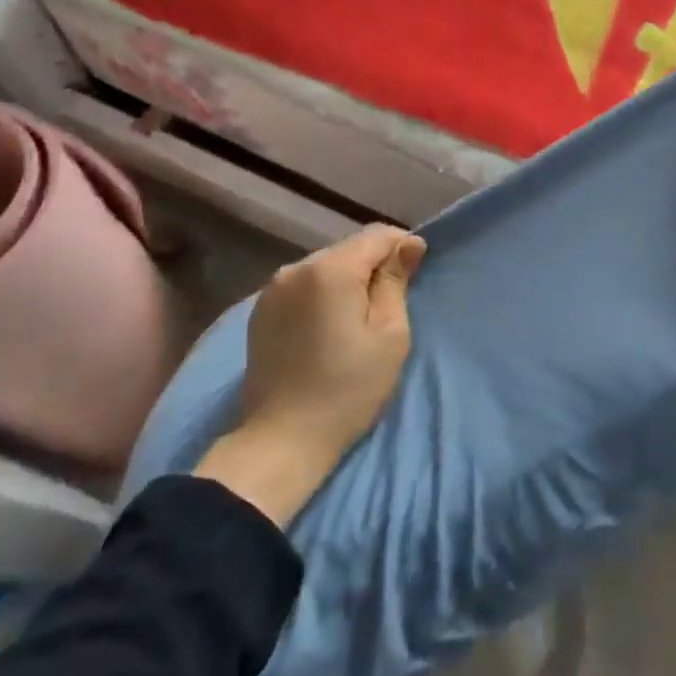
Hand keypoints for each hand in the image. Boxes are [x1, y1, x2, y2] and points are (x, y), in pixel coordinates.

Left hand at [194, 225, 425, 524]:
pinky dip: (322, 295)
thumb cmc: (348, 388)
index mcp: (330, 269)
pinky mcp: (261, 311)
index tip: (415, 275)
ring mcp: (272, 289)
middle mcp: (296, 267)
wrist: (282, 441)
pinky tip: (328, 326)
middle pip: (349, 249)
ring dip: (347, 280)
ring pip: (325, 267)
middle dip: (373, 265)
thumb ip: (396, 281)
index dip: (402, 247)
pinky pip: (303, 286)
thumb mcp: (389, 335)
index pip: (377, 235)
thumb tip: (410, 243)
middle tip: (390, 303)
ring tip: (359, 317)